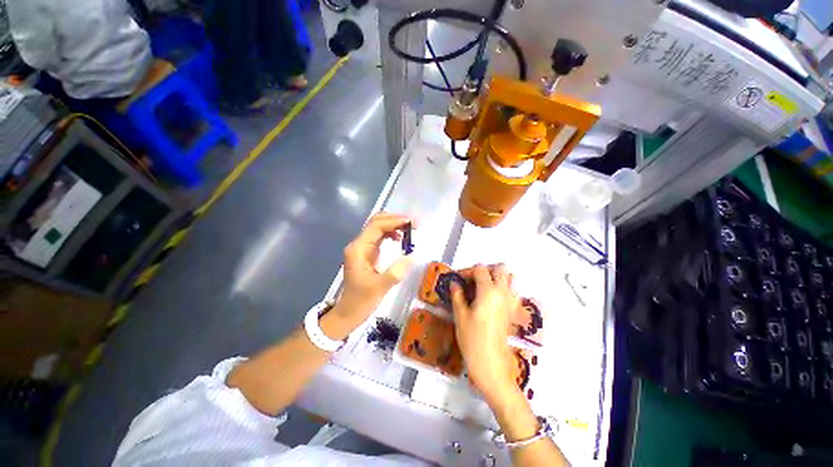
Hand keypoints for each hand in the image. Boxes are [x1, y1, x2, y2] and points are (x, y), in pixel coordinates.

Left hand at [333, 213, 415, 327]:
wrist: (348, 312)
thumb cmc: (361, 301)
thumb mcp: (380, 287)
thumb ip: (396, 271)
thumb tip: (412, 256)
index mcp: (358, 249)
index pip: (376, 226)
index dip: (394, 221)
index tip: (412, 223)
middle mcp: (359, 244)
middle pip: (376, 222)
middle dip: (395, 219)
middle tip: (413, 224)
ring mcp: (362, 248)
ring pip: (378, 228)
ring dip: (394, 225)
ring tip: (410, 229)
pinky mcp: (367, 253)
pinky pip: (379, 237)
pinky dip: (391, 234)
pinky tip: (400, 239)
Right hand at [451, 264, 520, 403]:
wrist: (491, 363)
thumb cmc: (472, 338)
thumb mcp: (460, 315)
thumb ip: (457, 295)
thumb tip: (454, 284)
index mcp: (488, 291)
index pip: (480, 270)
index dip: (468, 271)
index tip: (459, 280)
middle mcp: (503, 292)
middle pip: (499, 269)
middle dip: (485, 270)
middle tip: (473, 280)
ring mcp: (511, 302)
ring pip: (510, 278)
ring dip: (498, 277)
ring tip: (483, 287)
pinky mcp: (514, 311)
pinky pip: (514, 292)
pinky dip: (505, 289)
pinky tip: (494, 299)